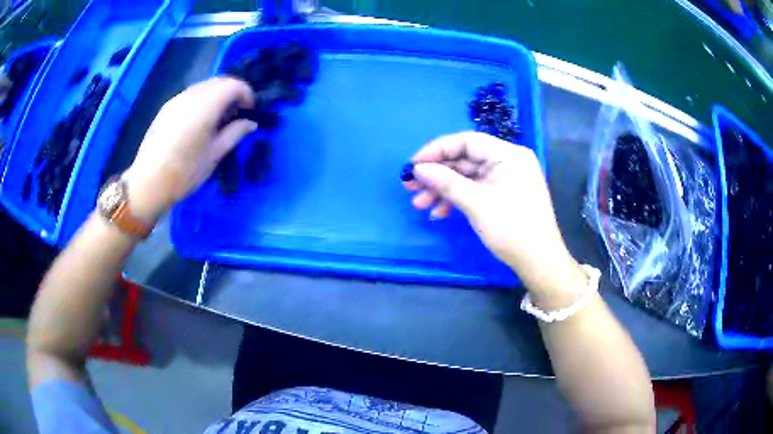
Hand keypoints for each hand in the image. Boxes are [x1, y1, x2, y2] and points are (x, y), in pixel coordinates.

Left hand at [123, 77, 256, 220]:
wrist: (148, 184)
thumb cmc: (184, 173)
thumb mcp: (214, 155)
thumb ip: (235, 133)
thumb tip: (250, 123)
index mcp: (205, 106)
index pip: (233, 85)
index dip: (246, 94)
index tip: (250, 110)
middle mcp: (190, 96)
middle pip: (219, 81)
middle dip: (233, 92)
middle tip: (237, 113)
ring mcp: (176, 100)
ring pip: (204, 86)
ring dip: (217, 95)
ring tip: (218, 118)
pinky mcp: (166, 108)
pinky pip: (190, 95)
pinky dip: (202, 100)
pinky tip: (200, 122)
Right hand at [406, 131, 585, 299]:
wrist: (539, 262)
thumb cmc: (512, 229)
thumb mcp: (477, 204)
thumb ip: (446, 182)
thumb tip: (417, 169)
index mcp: (508, 154)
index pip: (466, 141)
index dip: (436, 150)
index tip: (413, 165)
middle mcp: (508, 160)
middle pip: (465, 159)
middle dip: (437, 175)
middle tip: (410, 187)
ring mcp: (506, 177)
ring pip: (467, 176)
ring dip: (443, 189)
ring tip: (420, 205)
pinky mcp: (503, 193)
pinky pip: (475, 189)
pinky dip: (457, 198)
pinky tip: (440, 213)